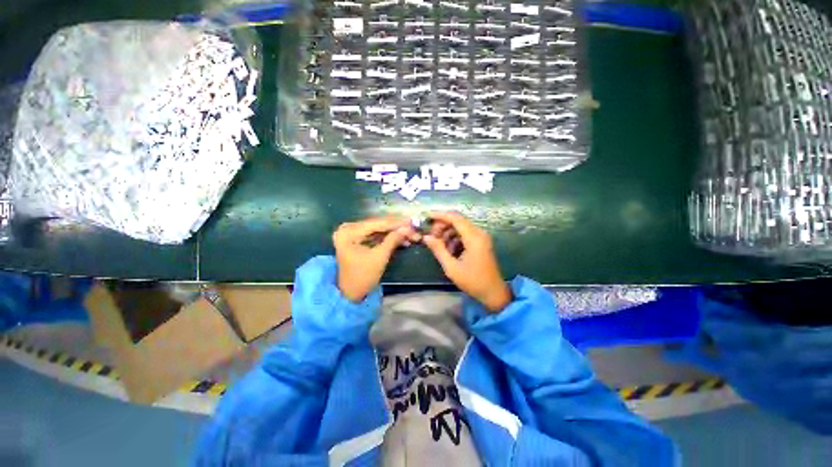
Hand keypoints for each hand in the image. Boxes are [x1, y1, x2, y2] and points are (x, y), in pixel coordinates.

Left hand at [333, 217, 420, 302]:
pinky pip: (374, 235)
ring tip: (410, 233)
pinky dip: (386, 237)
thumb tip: (408, 228)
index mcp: (348, 232)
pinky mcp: (356, 239)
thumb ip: (393, 239)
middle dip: (395, 228)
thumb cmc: (363, 276)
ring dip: (393, 232)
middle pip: (377, 225)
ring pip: (377, 230)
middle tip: (412, 227)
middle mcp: (347, 228)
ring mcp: (351, 233)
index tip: (411, 222)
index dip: (395, 223)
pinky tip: (400, 238)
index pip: (376, 224)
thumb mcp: (380, 257)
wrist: (351, 293)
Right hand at [422, 212, 511, 311]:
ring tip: (439, 246)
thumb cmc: (473, 281)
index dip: (440, 215)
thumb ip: (438, 250)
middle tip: (431, 237)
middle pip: (457, 221)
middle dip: (442, 226)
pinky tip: (449, 250)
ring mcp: (481, 237)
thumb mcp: (451, 267)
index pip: (455, 218)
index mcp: (474, 238)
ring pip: (460, 227)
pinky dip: (454, 238)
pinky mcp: (481, 242)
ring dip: (448, 233)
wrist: (493, 292)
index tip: (427, 216)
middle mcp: (479, 233)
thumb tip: (426, 237)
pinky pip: (465, 234)